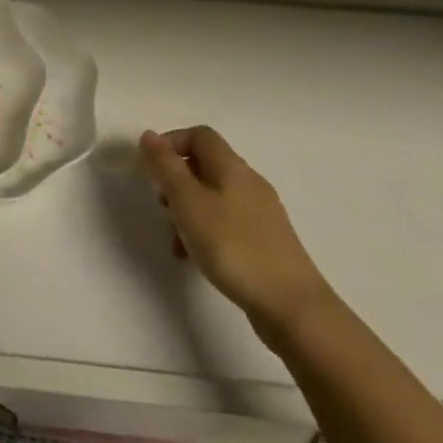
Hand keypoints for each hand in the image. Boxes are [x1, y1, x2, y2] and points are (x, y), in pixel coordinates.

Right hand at [140, 126, 336, 345]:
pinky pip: (227, 224)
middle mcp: (249, 182)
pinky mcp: (266, 242)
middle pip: (206, 165)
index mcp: (232, 167)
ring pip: (214, 197)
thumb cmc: (233, 247)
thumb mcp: (189, 203)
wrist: (293, 307)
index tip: (152, 170)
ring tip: (176, 242)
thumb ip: (166, 167)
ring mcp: (261, 213)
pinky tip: (197, 260)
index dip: (172, 143)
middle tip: (163, 206)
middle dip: (177, 181)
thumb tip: (149, 135)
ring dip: (189, 211)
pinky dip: (207, 232)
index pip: (200, 135)